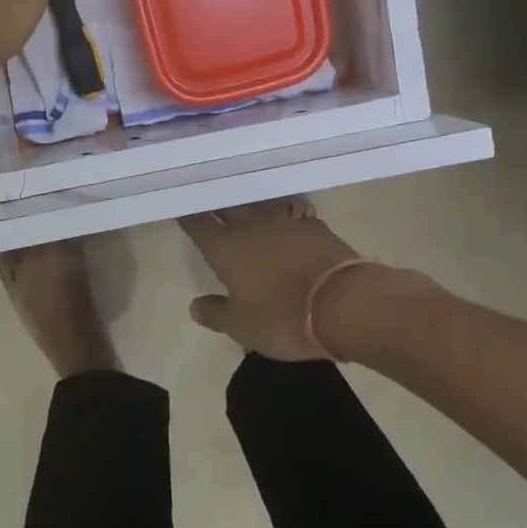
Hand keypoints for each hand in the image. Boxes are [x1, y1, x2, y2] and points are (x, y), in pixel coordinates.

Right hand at [180, 201, 369, 361]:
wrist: (345, 303)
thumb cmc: (283, 317)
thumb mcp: (242, 326)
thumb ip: (216, 313)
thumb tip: (195, 305)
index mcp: (226, 248)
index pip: (199, 225)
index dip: (188, 217)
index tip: (181, 209)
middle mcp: (252, 227)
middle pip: (229, 207)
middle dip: (218, 204)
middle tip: (210, 200)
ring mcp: (286, 223)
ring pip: (261, 206)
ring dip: (251, 206)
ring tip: (246, 206)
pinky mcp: (315, 227)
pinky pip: (292, 215)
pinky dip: (285, 217)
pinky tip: (286, 222)